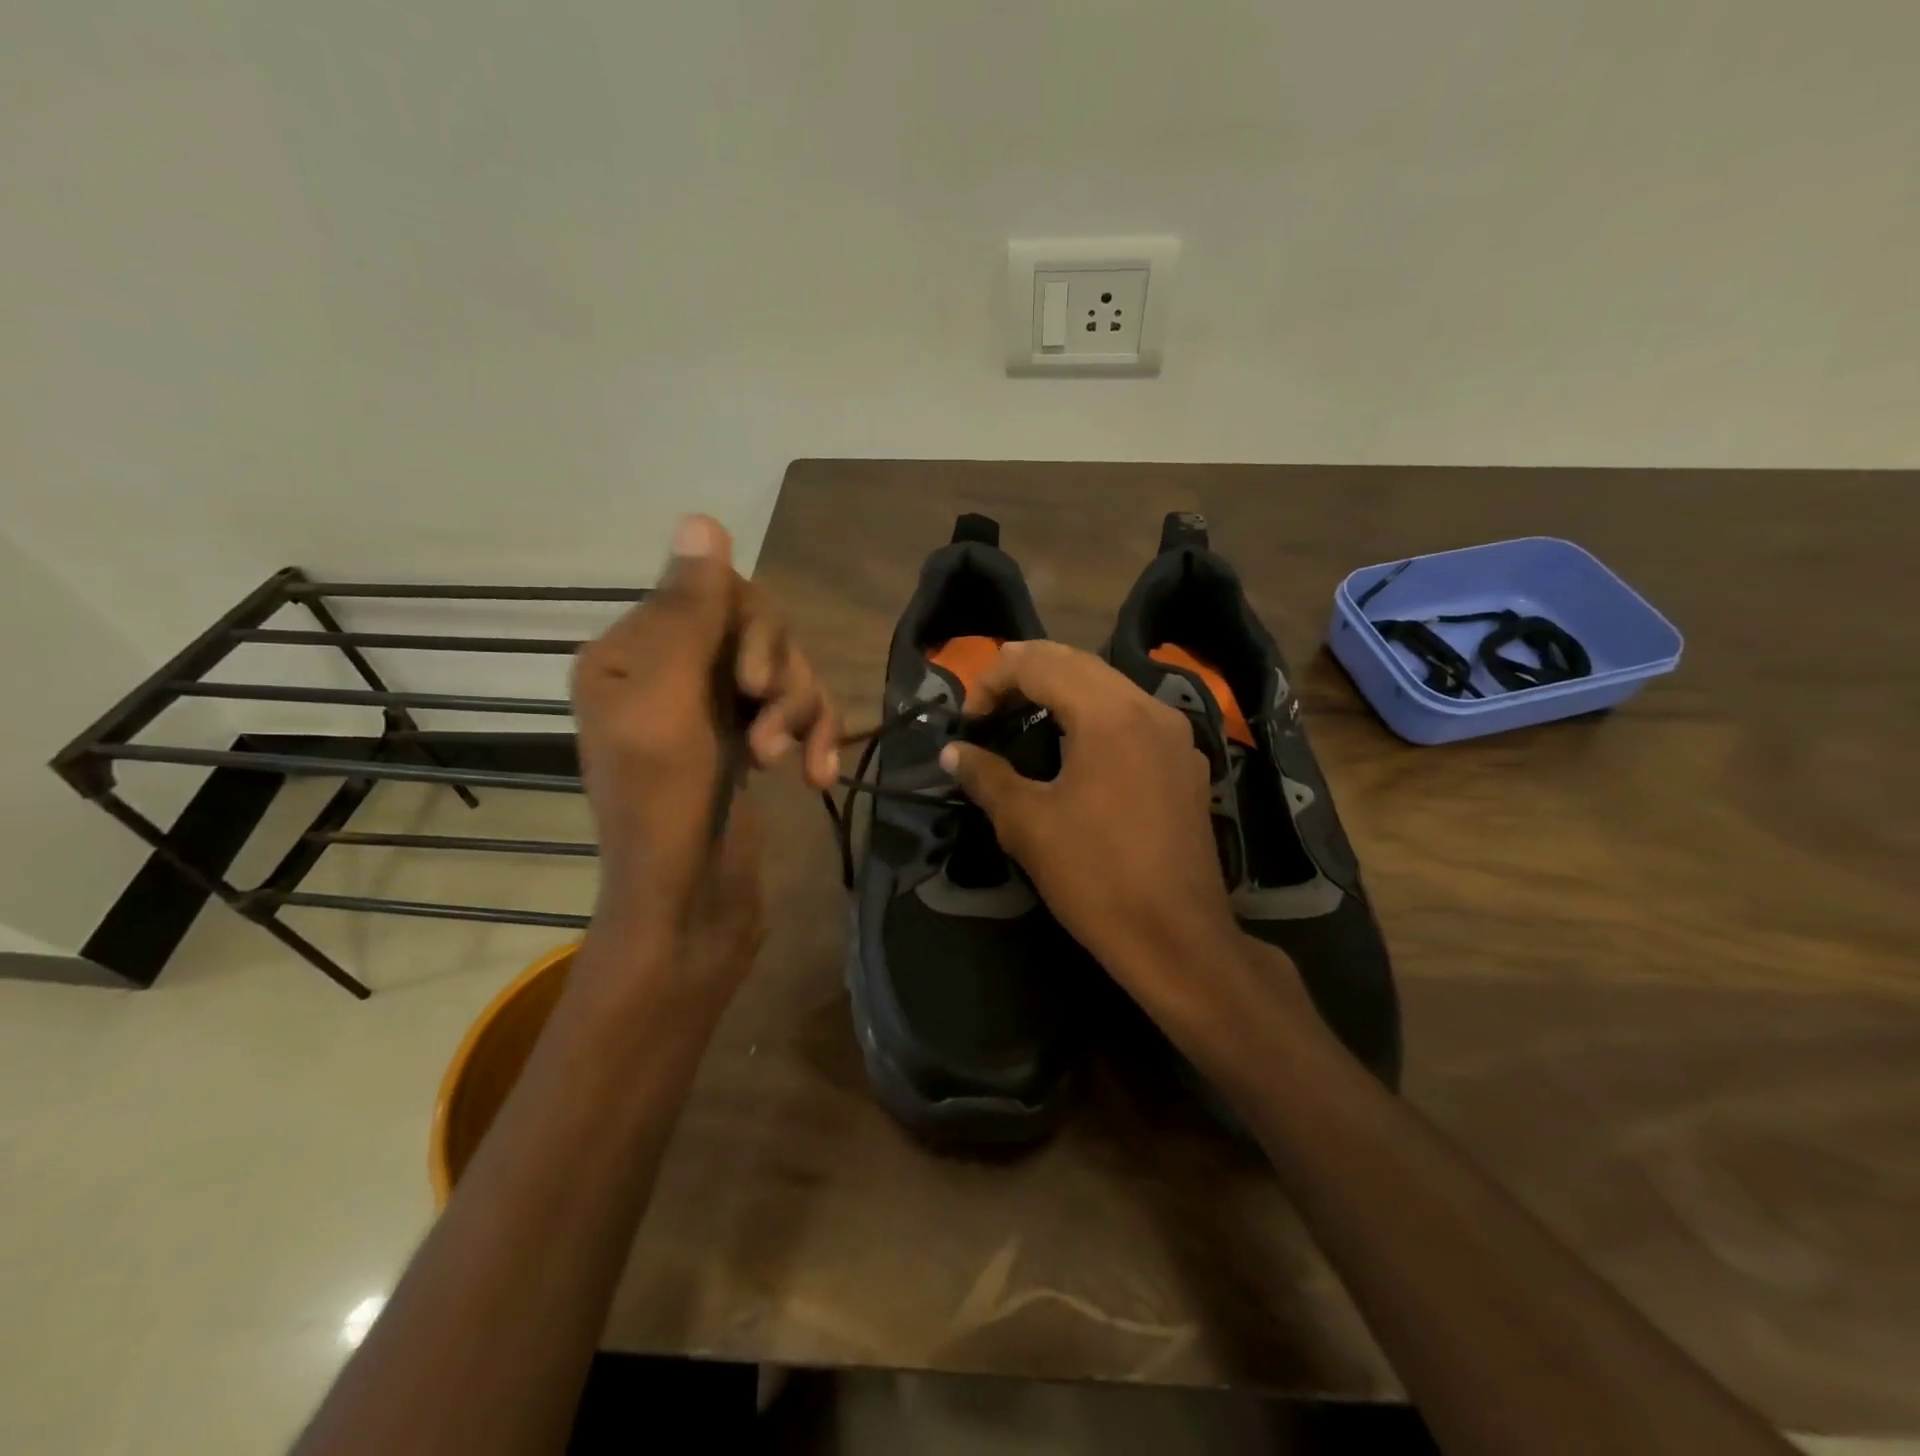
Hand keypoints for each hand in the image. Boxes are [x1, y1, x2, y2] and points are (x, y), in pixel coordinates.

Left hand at [571, 515, 837, 960]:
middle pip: (759, 628)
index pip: (714, 591)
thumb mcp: (665, 701)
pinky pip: (796, 710)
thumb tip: (701, 517)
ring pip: (785, 669)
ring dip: (799, 710)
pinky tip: (816, 776)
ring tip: (786, 761)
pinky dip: (812, 737)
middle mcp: (669, 669)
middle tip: (768, 729)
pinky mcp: (747, 740)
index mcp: (632, 650)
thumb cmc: (662, 806)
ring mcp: (712, 707)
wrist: (687, 905)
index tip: (752, 683)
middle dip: (779, 675)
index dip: (752, 628)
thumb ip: (685, 613)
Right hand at [939, 641, 1241, 1020]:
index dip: (993, 679)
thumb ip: (986, 776)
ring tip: (1024, 714)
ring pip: (1109, 684)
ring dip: (1062, 688)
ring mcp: (1174, 734)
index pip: (1039, 664)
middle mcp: (1148, 707)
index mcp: (1108, 713)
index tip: (969, 719)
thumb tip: (953, 752)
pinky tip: (1076, 746)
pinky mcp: (1186, 762)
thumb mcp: (1027, 824)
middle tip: (989, 702)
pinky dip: (1095, 712)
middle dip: (1027, 672)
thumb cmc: (1095, 877)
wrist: (1176, 937)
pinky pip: (1134, 714)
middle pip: (1077, 662)